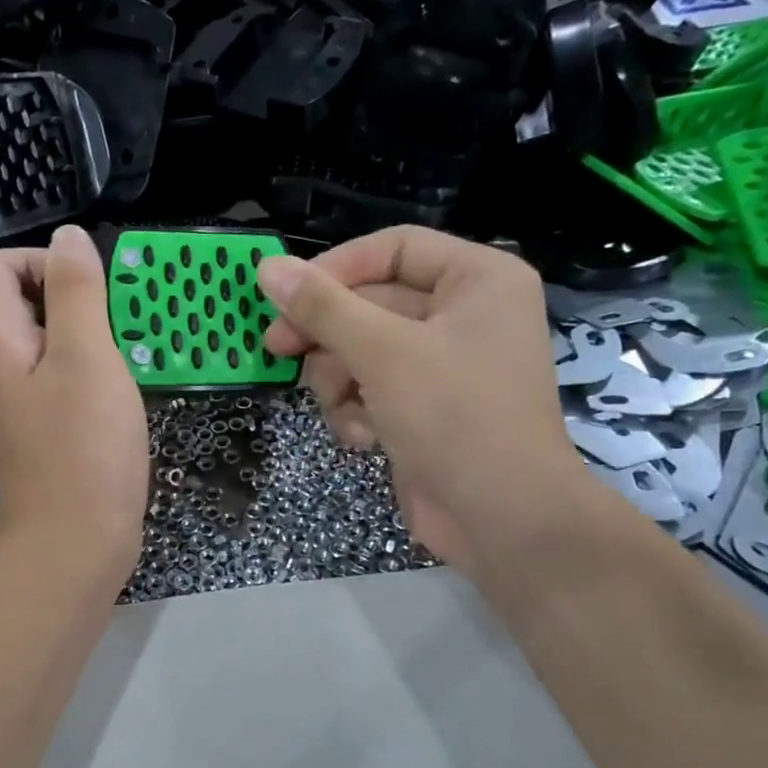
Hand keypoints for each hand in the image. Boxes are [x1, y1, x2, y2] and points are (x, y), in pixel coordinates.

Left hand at [0, 224, 148, 592]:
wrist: (78, 544)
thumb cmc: (83, 449)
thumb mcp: (86, 358)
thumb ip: (76, 292)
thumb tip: (67, 236)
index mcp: (3, 342)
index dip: (36, 260)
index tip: (86, 287)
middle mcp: (11, 366)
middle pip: (27, 301)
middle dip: (77, 293)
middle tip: (121, 317)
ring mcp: (36, 400)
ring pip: (59, 340)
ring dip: (98, 332)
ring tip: (136, 347)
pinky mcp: (62, 427)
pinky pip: (77, 376)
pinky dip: (105, 368)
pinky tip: (135, 385)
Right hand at [257, 226, 582, 569]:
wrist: (501, 519)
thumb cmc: (454, 417)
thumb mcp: (383, 353)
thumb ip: (323, 308)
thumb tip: (267, 266)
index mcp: (476, 280)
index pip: (392, 248)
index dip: (335, 269)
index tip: (285, 295)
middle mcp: (462, 315)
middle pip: (369, 304)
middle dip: (328, 337)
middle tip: (276, 349)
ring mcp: (441, 365)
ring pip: (360, 351)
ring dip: (340, 383)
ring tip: (345, 411)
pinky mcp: (422, 408)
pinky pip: (370, 390)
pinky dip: (358, 412)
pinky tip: (365, 439)